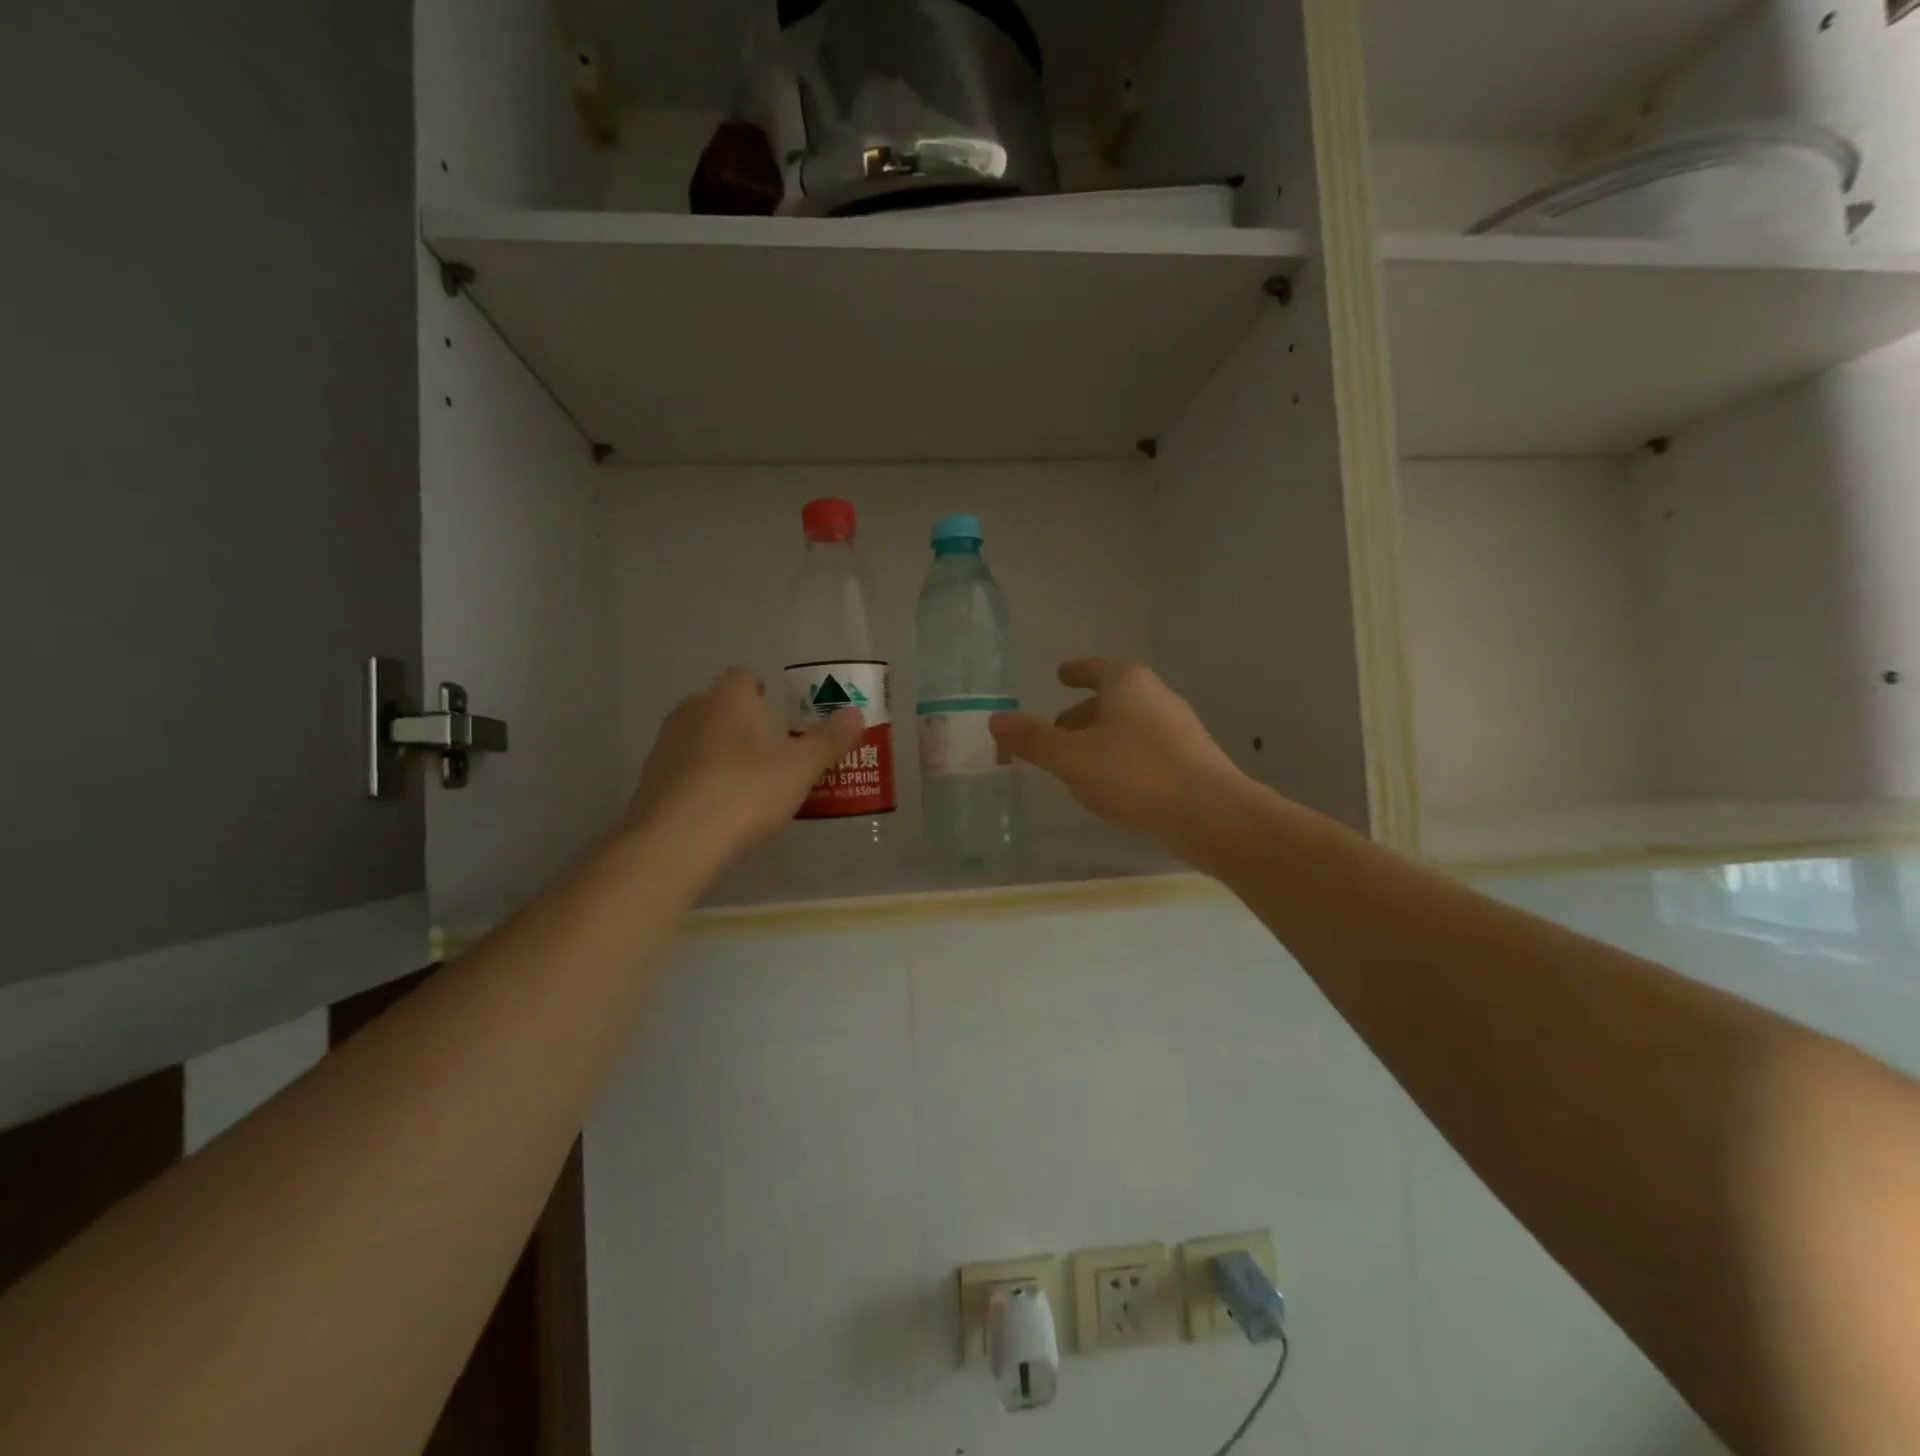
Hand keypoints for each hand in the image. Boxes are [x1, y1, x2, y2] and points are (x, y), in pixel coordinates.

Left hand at [630, 668, 863, 858]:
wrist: (675, 842)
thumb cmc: (744, 793)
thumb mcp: (800, 769)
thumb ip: (829, 740)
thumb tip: (855, 714)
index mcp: (728, 698)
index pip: (745, 676)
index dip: (765, 691)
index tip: (783, 716)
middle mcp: (692, 711)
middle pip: (723, 706)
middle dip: (747, 722)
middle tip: (776, 751)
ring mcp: (666, 744)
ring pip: (702, 736)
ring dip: (723, 750)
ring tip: (751, 782)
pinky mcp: (651, 778)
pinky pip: (686, 767)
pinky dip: (703, 777)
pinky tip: (721, 806)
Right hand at [989, 660, 1245, 850]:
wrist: (1209, 812)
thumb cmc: (1133, 773)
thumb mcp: (1070, 757)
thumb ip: (1032, 739)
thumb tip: (995, 720)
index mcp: (1126, 683)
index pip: (1093, 669)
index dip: (1074, 672)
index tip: (1060, 675)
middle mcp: (1155, 695)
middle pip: (1110, 698)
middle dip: (1081, 714)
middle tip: (1056, 732)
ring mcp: (1178, 726)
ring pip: (1128, 724)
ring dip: (1101, 737)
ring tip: (1079, 764)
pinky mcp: (1192, 756)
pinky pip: (1146, 747)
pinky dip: (1123, 756)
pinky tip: (1115, 784)